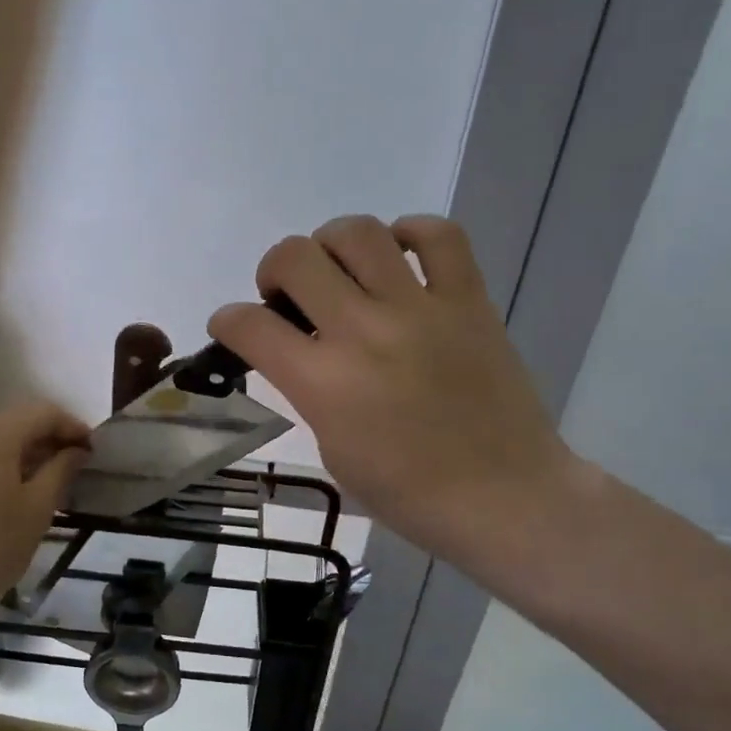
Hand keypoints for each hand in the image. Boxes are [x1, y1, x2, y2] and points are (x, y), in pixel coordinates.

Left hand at [0, 402, 90, 621]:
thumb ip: (61, 470)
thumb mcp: (37, 510)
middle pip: (13, 423)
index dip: (72, 426)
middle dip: (46, 440)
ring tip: (43, 485)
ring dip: (20, 456)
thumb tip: (76, 450)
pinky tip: (6, 499)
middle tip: (73, 468)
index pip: (42, 412)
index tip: (93, 451)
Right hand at [209, 215, 586, 581]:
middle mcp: (364, 332)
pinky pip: (439, 236)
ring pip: (358, 232)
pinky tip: (399, 257)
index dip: (227, 320)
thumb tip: (302, 354)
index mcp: (323, 382)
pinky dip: (411, 234)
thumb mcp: (333, 449)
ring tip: (340, 271)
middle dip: (273, 269)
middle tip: (287, 296)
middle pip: (295, 257)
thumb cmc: (408, 493)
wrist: (504, 497)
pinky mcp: (469, 300)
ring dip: (331, 244)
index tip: (232, 327)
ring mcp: (420, 309)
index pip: (249, 325)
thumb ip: (310, 392)